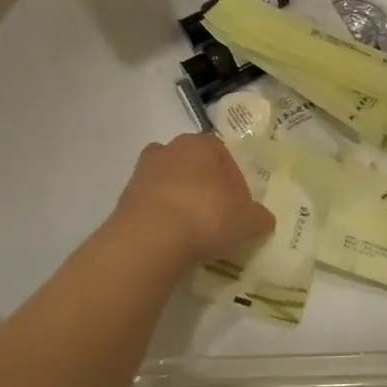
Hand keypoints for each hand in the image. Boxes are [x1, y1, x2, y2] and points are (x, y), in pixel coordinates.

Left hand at [112, 134, 275, 265]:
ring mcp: (141, 173)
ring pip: (169, 185)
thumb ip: (259, 218)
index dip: (234, 181)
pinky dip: (162, 219)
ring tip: (193, 233)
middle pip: (193, 167)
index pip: (223, 155)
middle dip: (205, 188)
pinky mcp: (123, 199)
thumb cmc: (207, 216)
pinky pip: (151, 206)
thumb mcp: (247, 221)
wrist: (151, 238)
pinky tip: (173, 242)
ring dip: (181, 202)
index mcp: (200, 144)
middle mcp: (168, 149)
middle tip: (217, 217)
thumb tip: (264, 220)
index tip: (239, 207)